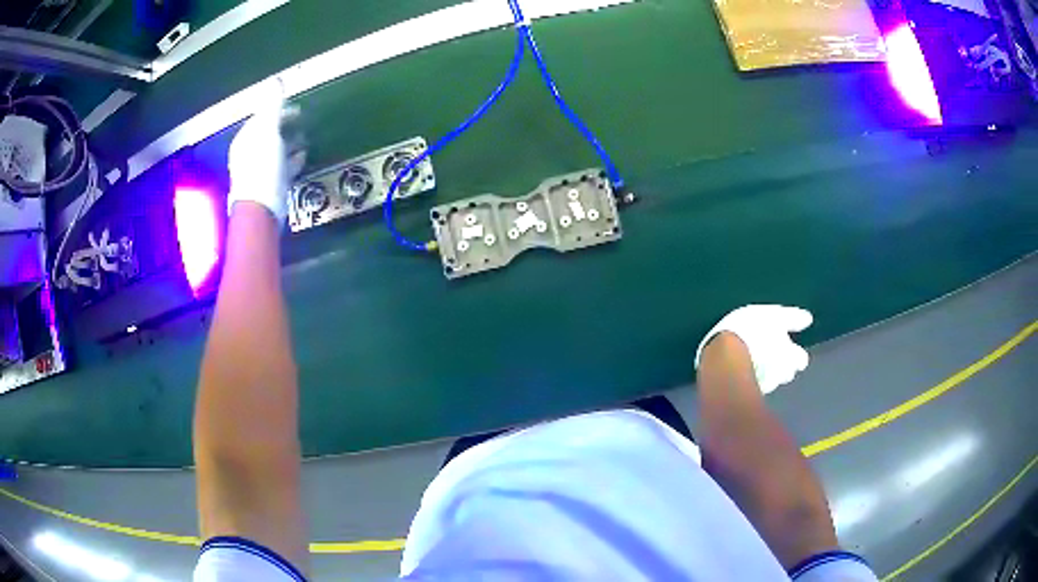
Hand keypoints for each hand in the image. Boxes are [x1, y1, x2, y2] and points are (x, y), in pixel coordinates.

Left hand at [227, 78, 295, 223]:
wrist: (261, 208)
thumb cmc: (263, 166)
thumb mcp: (268, 131)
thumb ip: (272, 105)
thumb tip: (277, 80)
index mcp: (245, 139)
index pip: (261, 117)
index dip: (277, 109)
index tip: (294, 104)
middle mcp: (248, 153)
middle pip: (268, 133)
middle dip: (283, 125)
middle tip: (301, 119)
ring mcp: (258, 170)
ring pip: (275, 149)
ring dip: (288, 142)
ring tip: (304, 136)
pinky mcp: (269, 185)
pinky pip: (281, 165)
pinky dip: (291, 159)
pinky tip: (302, 157)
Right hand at [695, 305, 812, 393]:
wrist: (723, 356)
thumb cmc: (751, 330)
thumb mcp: (774, 315)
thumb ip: (792, 318)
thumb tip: (808, 319)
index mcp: (791, 356)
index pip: (801, 360)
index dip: (798, 356)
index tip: (793, 351)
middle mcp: (781, 374)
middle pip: (786, 374)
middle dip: (783, 367)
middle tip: (773, 356)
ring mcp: (763, 386)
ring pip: (770, 381)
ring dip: (766, 373)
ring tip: (756, 362)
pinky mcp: (744, 393)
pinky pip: (752, 384)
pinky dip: (751, 378)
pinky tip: (743, 370)